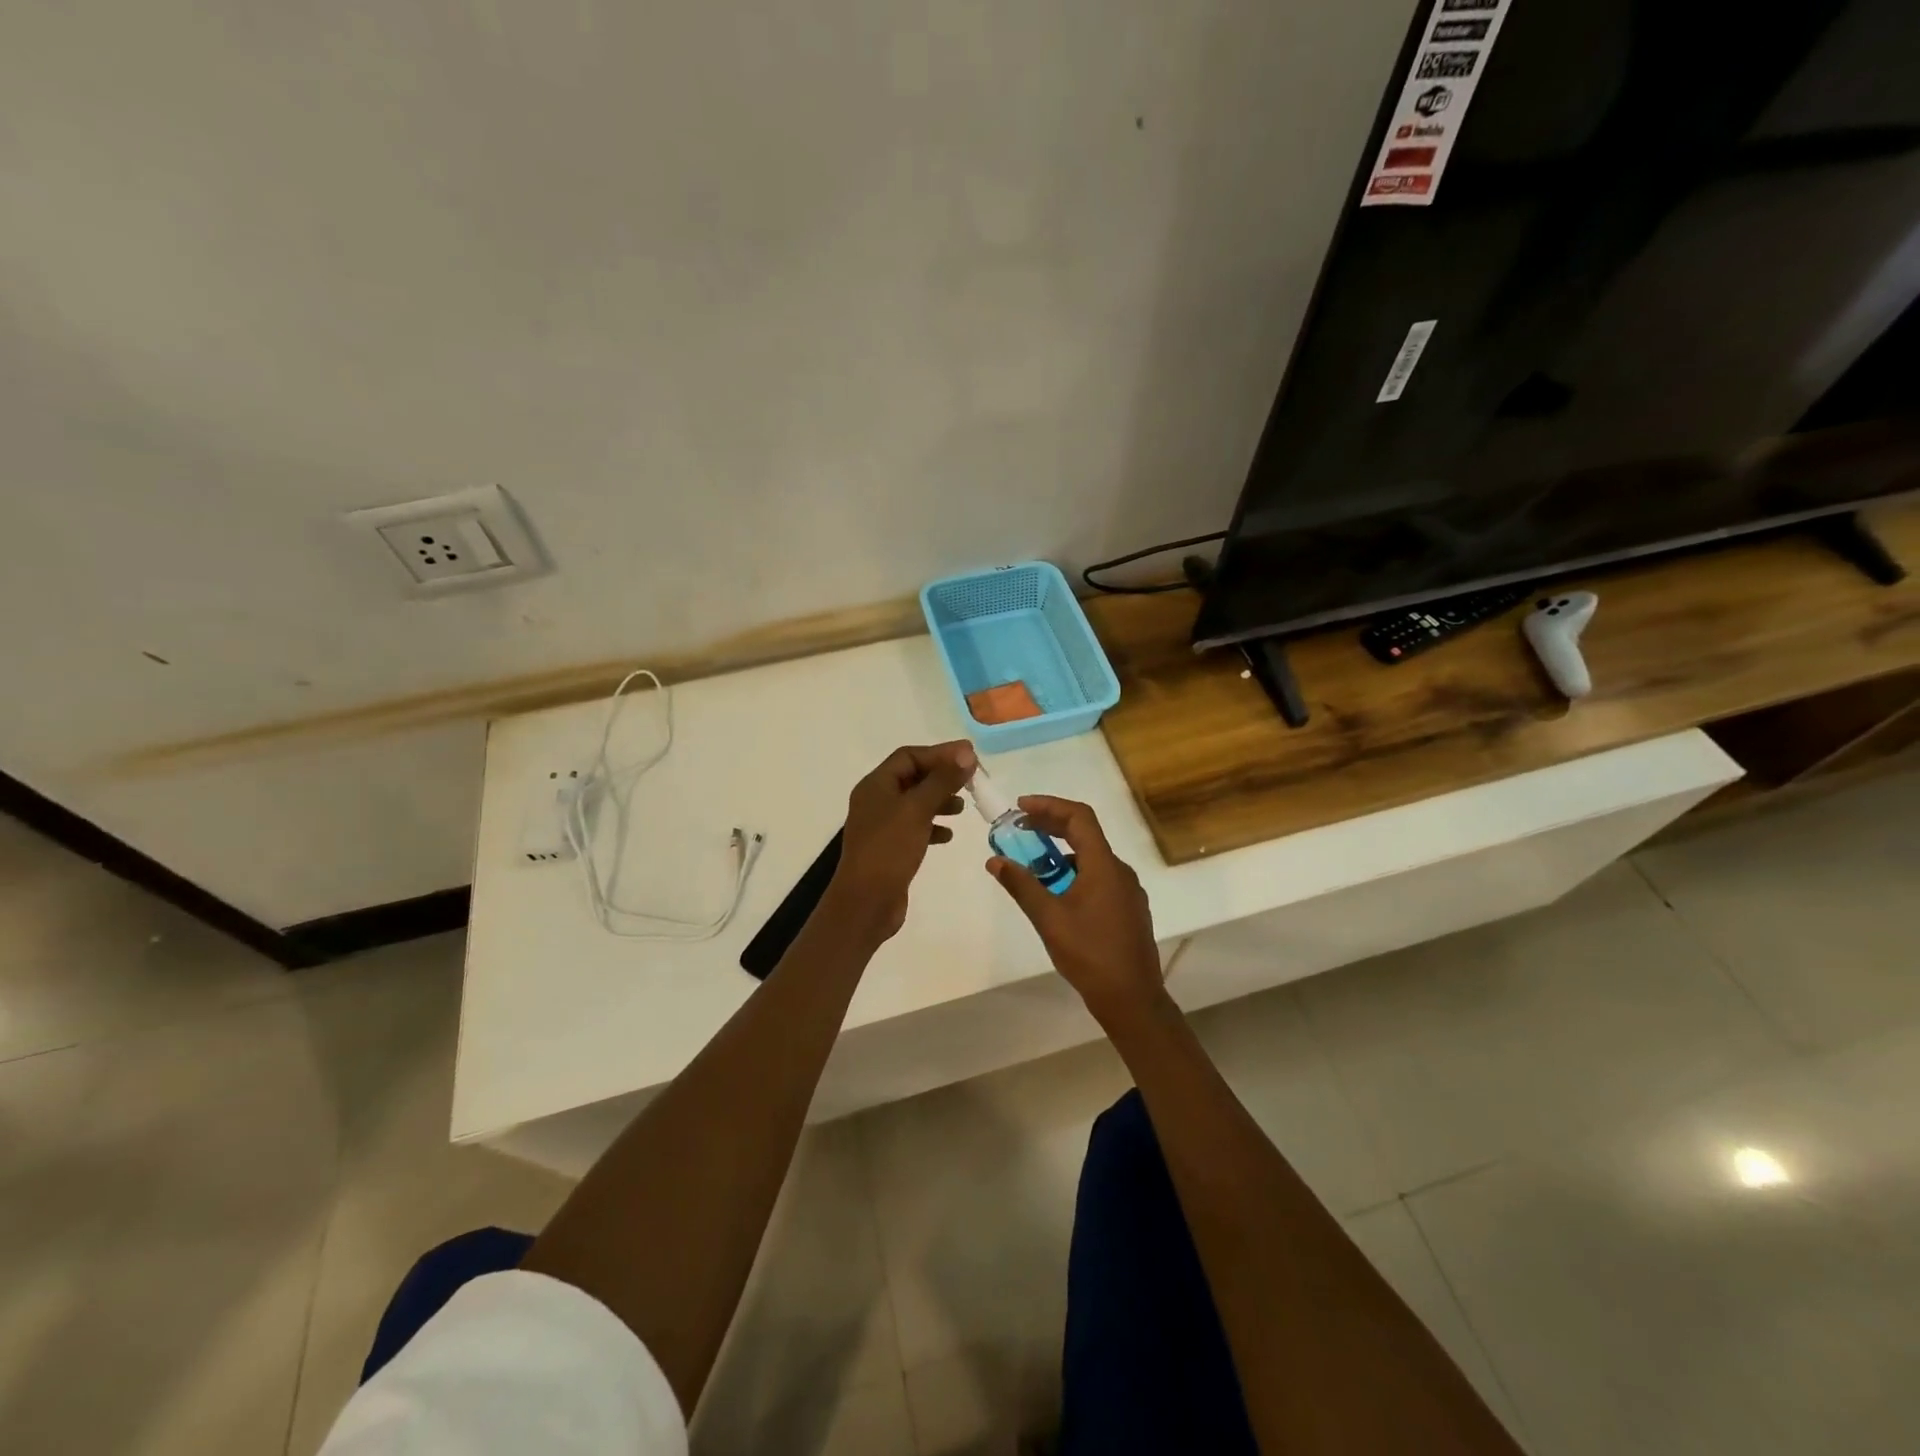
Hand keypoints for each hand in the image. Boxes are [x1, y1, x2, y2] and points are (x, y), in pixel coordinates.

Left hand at [827, 741, 976, 940]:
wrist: (866, 903)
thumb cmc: (889, 850)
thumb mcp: (918, 809)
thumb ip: (942, 780)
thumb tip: (966, 752)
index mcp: (876, 785)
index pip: (909, 756)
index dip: (940, 753)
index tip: (970, 757)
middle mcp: (876, 801)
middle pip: (913, 777)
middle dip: (942, 777)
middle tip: (971, 781)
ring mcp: (881, 825)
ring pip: (915, 803)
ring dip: (939, 801)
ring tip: (963, 808)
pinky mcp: (889, 848)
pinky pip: (914, 828)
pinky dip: (932, 826)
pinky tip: (948, 836)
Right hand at [986, 796, 1164, 1025]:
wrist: (1133, 999)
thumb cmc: (1090, 955)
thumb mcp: (1049, 919)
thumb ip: (1022, 886)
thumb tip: (995, 860)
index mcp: (1104, 865)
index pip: (1079, 817)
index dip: (1049, 806)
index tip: (1020, 808)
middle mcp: (1120, 870)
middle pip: (1085, 833)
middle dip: (1051, 826)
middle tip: (1019, 830)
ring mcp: (1128, 890)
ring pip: (1092, 858)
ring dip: (1062, 853)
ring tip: (1033, 866)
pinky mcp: (1129, 908)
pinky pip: (1099, 877)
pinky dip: (1075, 873)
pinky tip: (1057, 895)